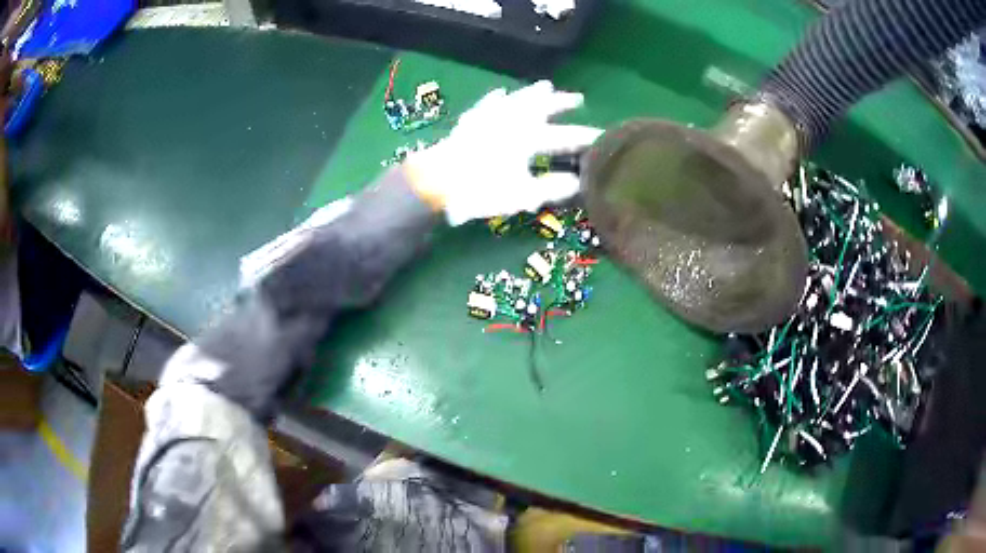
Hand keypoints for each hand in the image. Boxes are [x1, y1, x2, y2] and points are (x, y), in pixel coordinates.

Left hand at [405, 80, 601, 225]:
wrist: (437, 181)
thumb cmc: (482, 190)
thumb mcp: (522, 195)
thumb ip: (551, 187)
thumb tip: (578, 183)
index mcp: (529, 138)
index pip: (564, 136)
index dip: (584, 137)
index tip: (602, 138)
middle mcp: (512, 121)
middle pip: (542, 107)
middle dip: (562, 103)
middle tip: (577, 99)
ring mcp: (490, 117)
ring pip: (518, 98)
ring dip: (533, 93)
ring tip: (546, 86)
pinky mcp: (472, 120)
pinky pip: (488, 103)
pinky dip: (497, 98)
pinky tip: (500, 93)